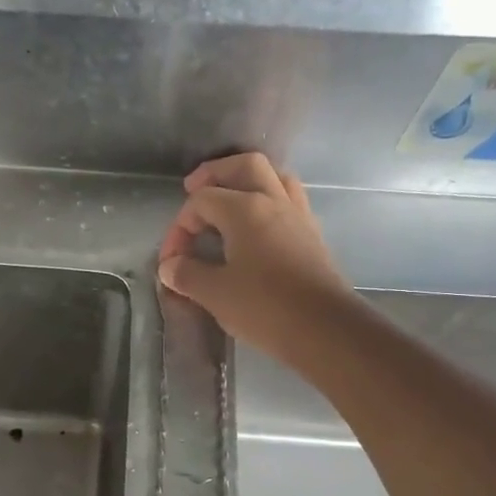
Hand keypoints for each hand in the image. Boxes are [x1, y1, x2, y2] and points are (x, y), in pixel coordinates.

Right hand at [157, 152, 358, 362]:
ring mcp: (298, 216)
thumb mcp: (216, 294)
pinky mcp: (313, 235)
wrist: (326, 329)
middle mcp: (274, 201)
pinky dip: (269, 201)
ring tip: (230, 200)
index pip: (202, 201)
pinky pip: (289, 201)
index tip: (171, 259)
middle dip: (215, 173)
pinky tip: (258, 226)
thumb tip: (170, 267)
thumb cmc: (266, 307)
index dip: (180, 226)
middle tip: (194, 188)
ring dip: (248, 181)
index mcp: (245, 209)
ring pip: (274, 177)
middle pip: (244, 165)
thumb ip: (188, 275)